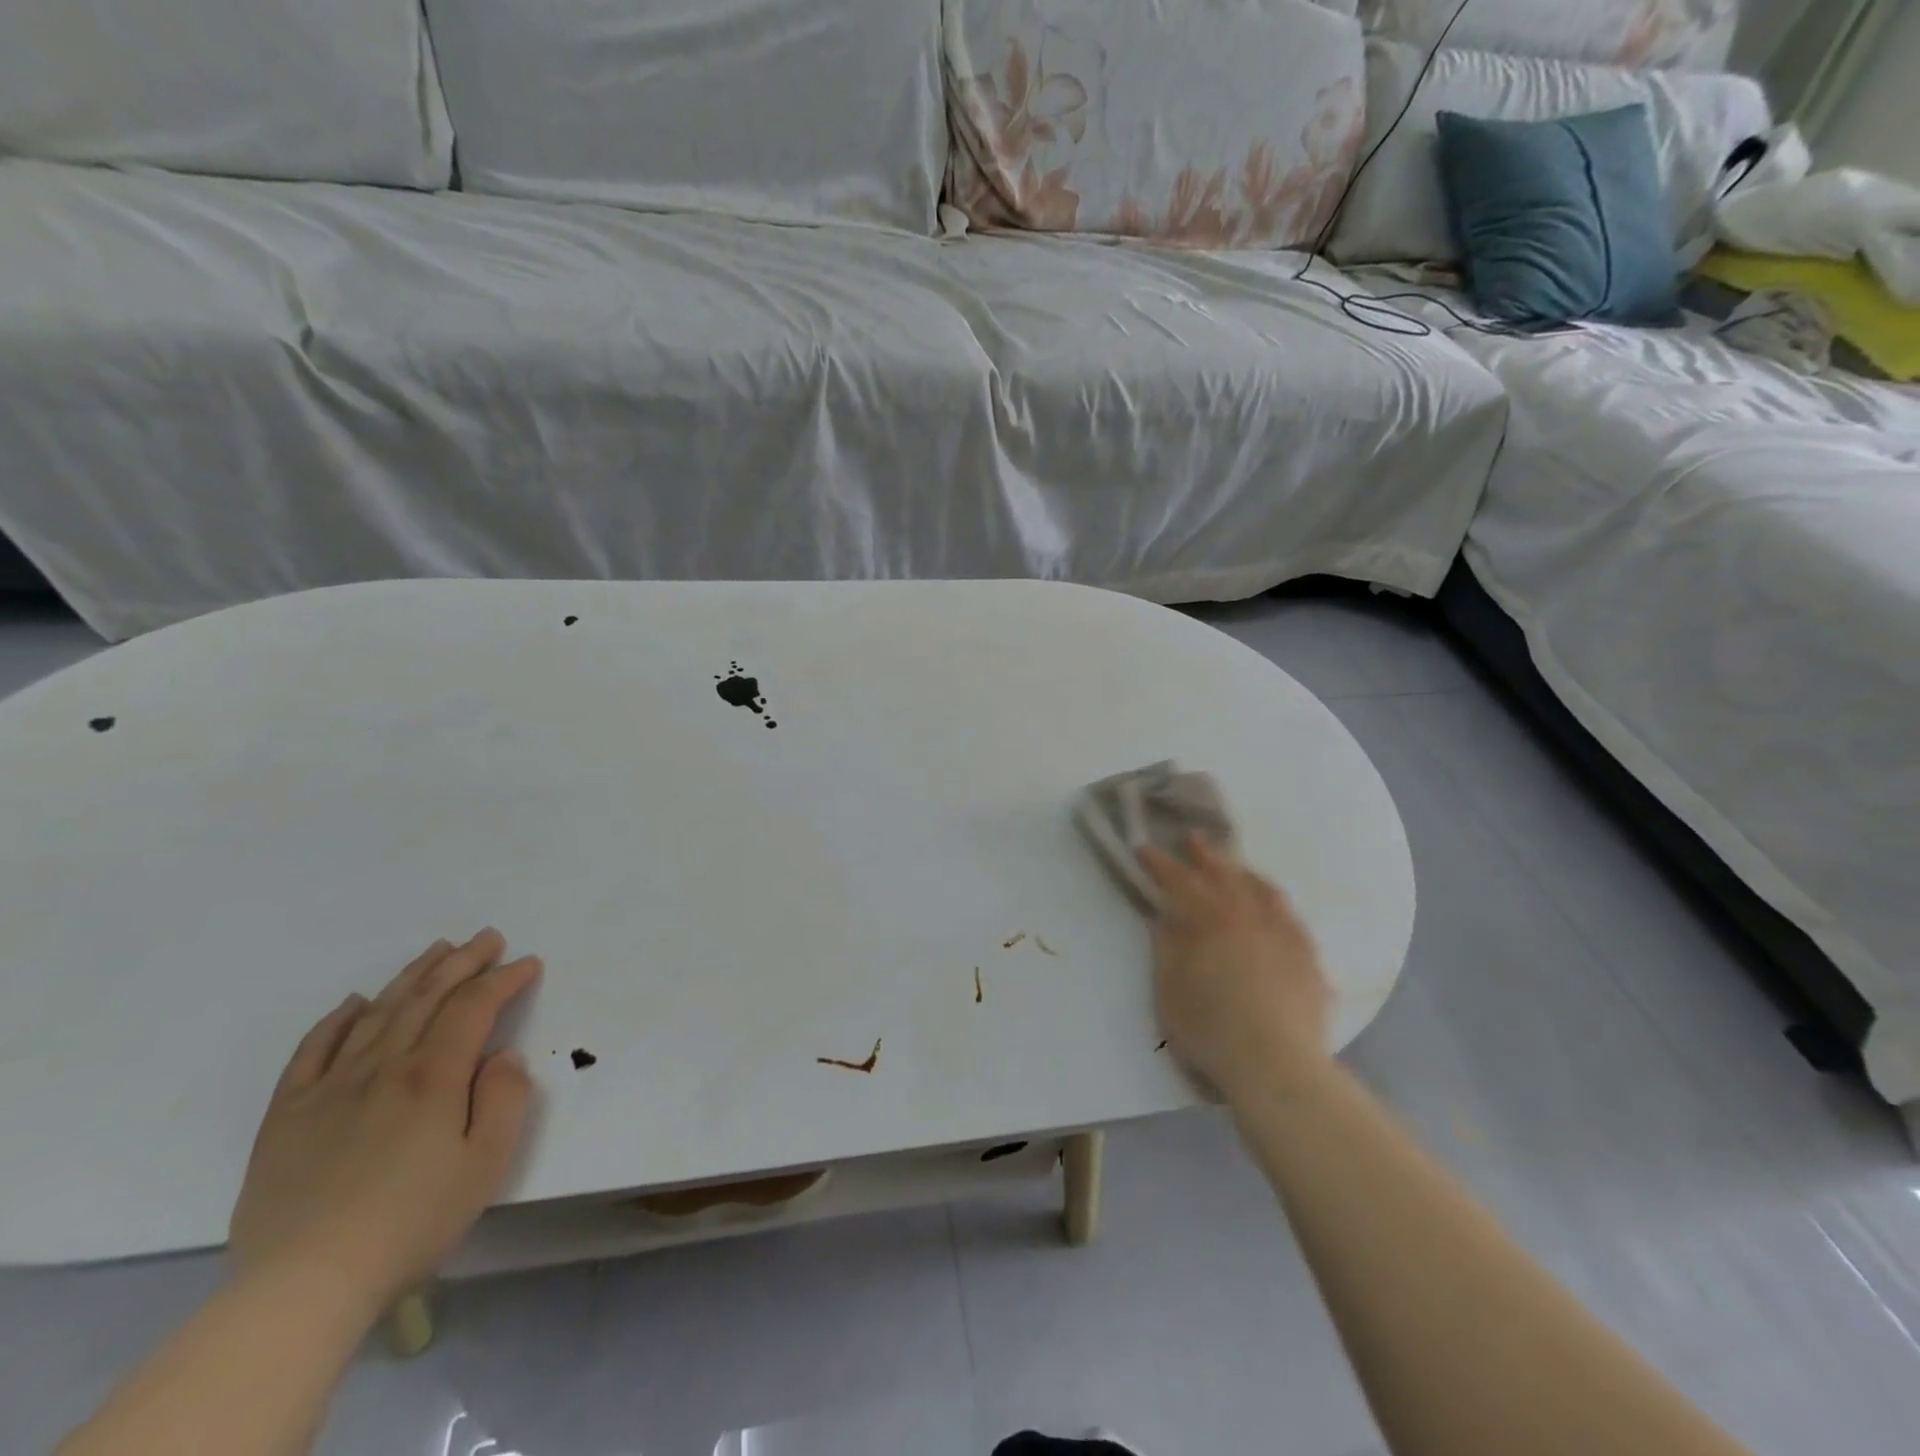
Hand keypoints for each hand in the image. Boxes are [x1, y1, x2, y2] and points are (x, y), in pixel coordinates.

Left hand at [228, 930, 542, 1307]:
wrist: (302, 1286)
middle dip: (463, 961)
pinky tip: (354, 1003)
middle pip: (427, 997)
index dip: (504, 979)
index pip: (474, 1006)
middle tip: (488, 938)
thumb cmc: (411, 1222)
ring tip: (437, 950)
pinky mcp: (288, 1115)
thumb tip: (502, 1056)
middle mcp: (383, 1067)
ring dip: (413, 976)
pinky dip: (337, 1020)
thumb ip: (504, 1098)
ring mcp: (330, 1087)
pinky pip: (312, 1051)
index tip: (528, 964)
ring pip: (378, 1013)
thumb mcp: (486, 1163)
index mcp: (433, 1076)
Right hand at [1138, 835, 1332, 1100]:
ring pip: (1264, 890)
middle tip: (1193, 837)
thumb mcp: (1170, 990)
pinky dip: (1276, 905)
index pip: (1179, 881)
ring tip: (1237, 868)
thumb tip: (1164, 917)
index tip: (1145, 848)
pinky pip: (1292, 918)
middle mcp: (1248, 916)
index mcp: (1209, 920)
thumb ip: (1167, 948)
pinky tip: (1276, 910)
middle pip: (1225, 875)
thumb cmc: (1210, 1028)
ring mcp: (1284, 934)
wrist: (1277, 1065)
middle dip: (1205, 854)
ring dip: (1245, 873)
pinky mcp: (1309, 958)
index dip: (1160, 863)